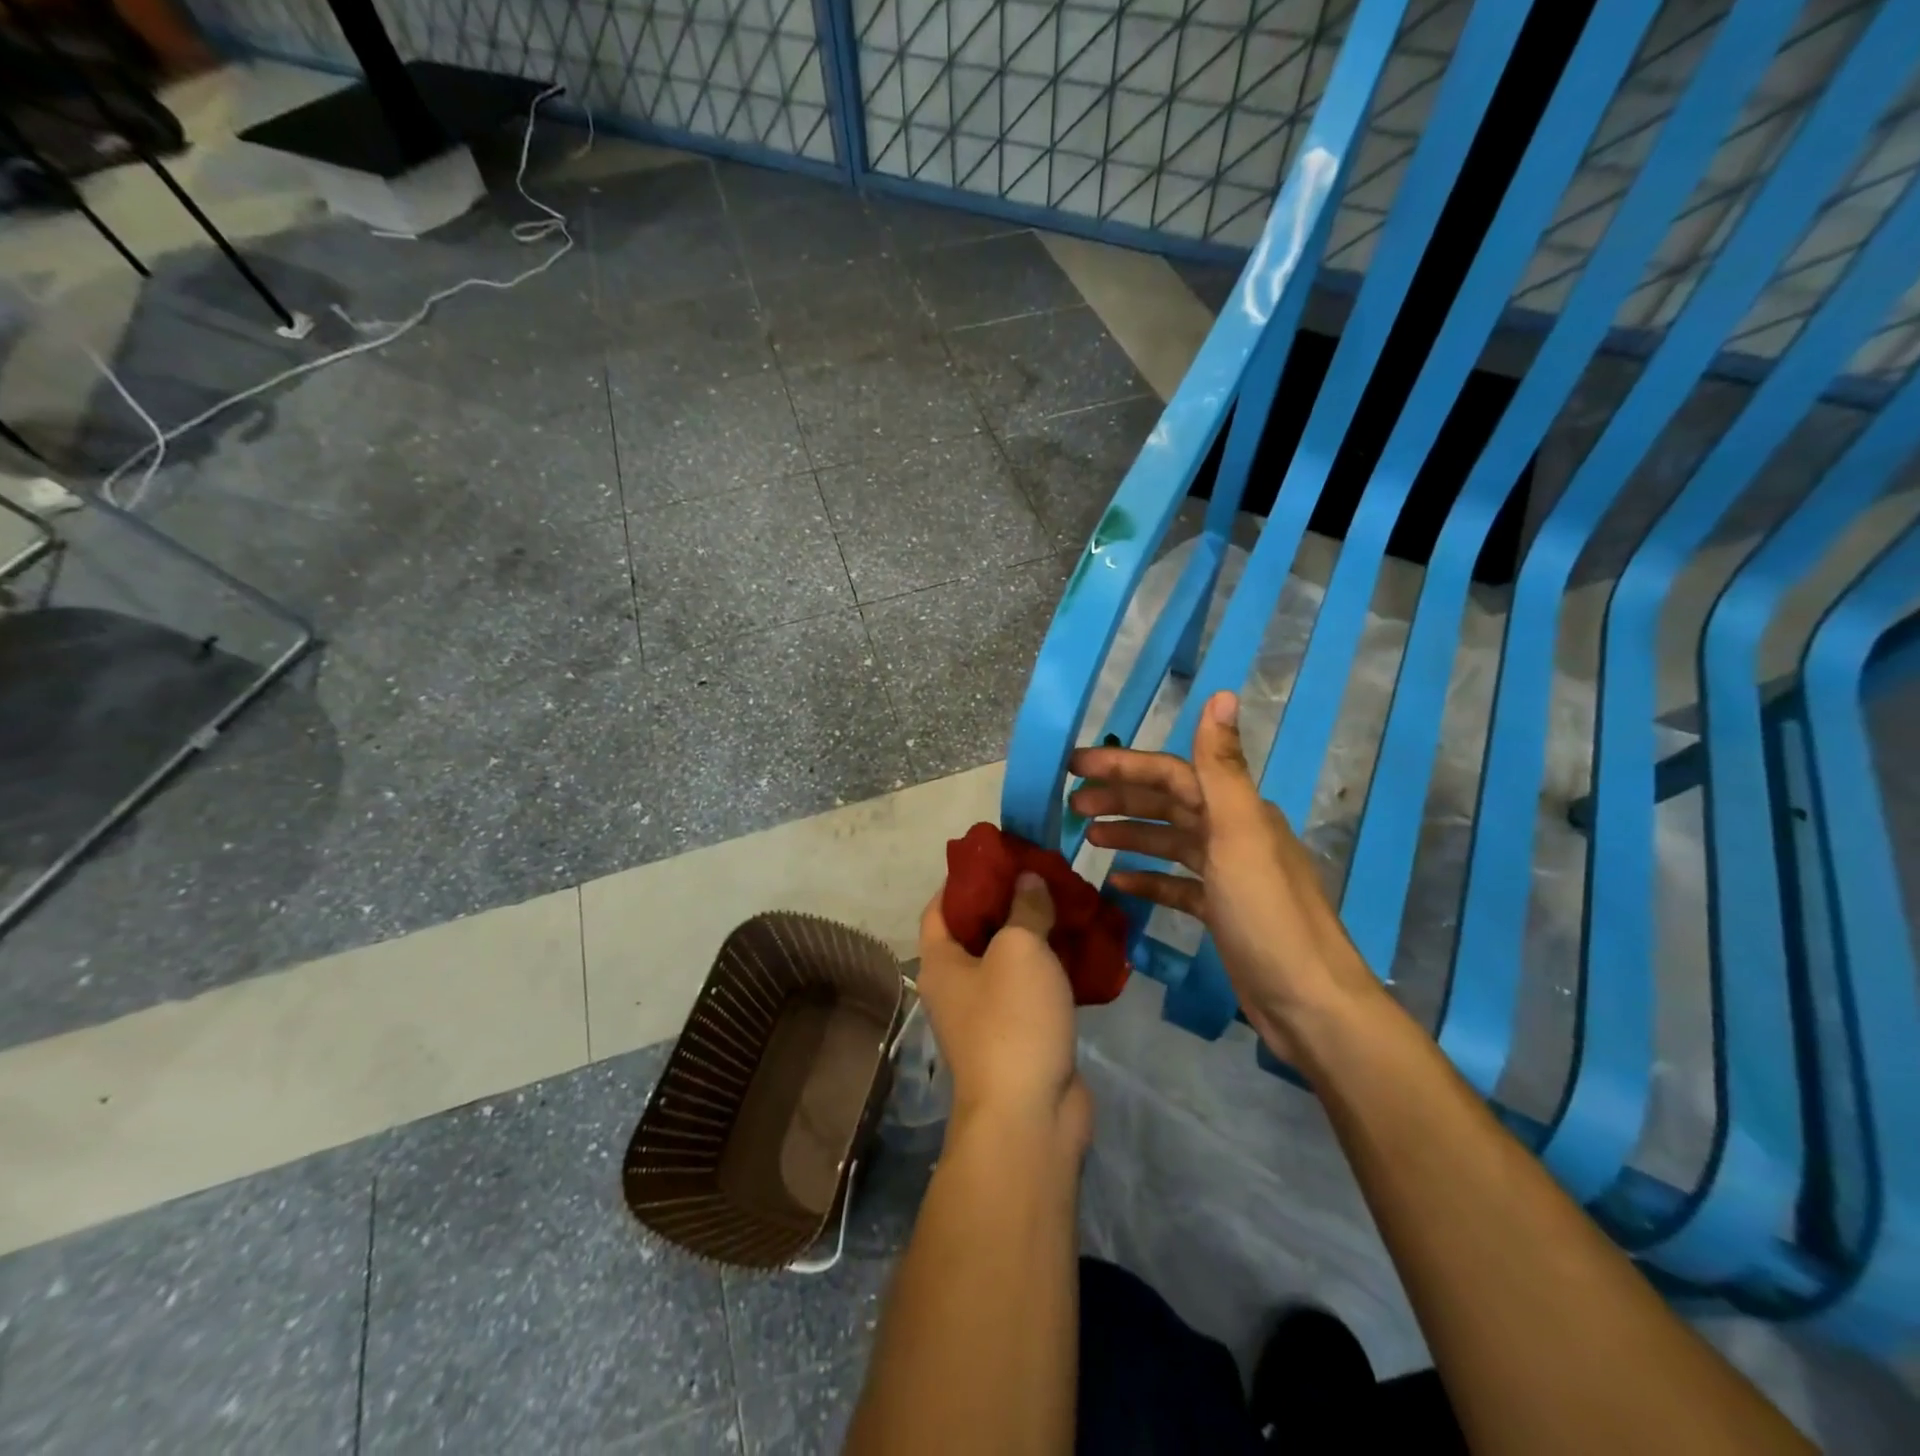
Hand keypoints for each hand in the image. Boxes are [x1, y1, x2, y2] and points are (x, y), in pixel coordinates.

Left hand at [917, 873, 1091, 1154]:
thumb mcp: (1019, 949)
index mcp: (941, 961)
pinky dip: (1057, 967)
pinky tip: (1086, 947)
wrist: (1030, 1117)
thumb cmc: (1011, 1021)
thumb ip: (1025, 908)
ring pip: (1013, 960)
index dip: (965, 877)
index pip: (940, 906)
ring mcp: (991, 1014)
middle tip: (1046, 874)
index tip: (999, 854)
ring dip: (1039, 933)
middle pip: (980, 930)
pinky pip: (1037, 989)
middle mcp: (958, 985)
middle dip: (1011, 900)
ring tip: (1071, 902)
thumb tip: (1027, 879)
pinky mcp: (1024, 1034)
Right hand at [1067, 690, 1378, 1059]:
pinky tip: (1117, 883)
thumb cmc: (1268, 915)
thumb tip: (1223, 694)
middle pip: (1168, 804)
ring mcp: (1229, 875)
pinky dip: (1148, 878)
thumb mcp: (1240, 834)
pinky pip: (1177, 884)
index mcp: (1237, 810)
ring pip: (1170, 842)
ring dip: (1130, 833)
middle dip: (1120, 797)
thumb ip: (1223, 767)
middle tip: (1072, 804)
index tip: (1075, 765)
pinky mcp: (1222, 912)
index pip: (1171, 774)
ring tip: (1088, 835)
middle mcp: (1234, 834)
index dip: (1123, 766)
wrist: (1310, 1004)